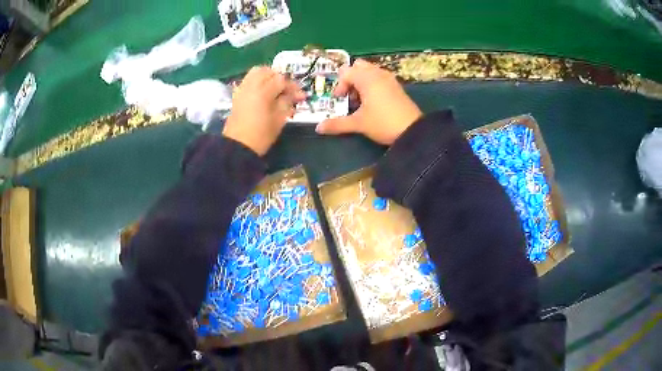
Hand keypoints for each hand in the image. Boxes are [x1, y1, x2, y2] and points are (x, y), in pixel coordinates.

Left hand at [223, 66, 304, 154]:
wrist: (238, 147)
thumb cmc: (261, 136)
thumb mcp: (279, 119)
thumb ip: (287, 103)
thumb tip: (296, 95)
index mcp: (263, 92)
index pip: (281, 80)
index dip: (292, 87)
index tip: (300, 96)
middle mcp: (251, 86)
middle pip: (267, 71)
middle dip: (279, 78)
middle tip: (287, 90)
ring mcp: (242, 89)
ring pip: (256, 72)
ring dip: (268, 77)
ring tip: (275, 89)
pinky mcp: (237, 95)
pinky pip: (248, 80)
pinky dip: (258, 81)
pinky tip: (264, 93)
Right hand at [315, 59, 421, 144]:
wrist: (413, 131)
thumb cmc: (383, 123)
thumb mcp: (358, 124)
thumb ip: (337, 124)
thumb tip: (318, 128)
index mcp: (367, 78)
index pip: (346, 72)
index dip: (339, 85)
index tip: (340, 100)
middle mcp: (378, 73)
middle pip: (358, 66)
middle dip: (350, 79)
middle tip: (350, 96)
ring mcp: (389, 79)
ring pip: (370, 71)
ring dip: (361, 82)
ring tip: (361, 101)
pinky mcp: (397, 86)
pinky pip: (379, 78)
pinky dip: (372, 85)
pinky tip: (373, 102)